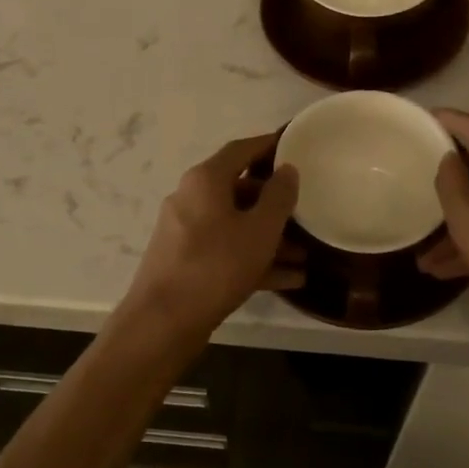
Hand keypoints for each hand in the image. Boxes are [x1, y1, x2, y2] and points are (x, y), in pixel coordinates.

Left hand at [120, 134, 300, 341]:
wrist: (163, 322)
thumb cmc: (216, 265)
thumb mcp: (259, 230)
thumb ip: (278, 197)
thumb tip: (288, 169)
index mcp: (205, 180)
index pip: (241, 150)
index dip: (268, 145)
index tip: (294, 146)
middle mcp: (191, 198)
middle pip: (239, 189)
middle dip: (274, 202)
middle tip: (305, 208)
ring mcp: (186, 232)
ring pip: (235, 225)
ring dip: (269, 237)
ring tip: (305, 254)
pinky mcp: (186, 262)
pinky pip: (226, 251)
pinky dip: (254, 259)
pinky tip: (289, 279)